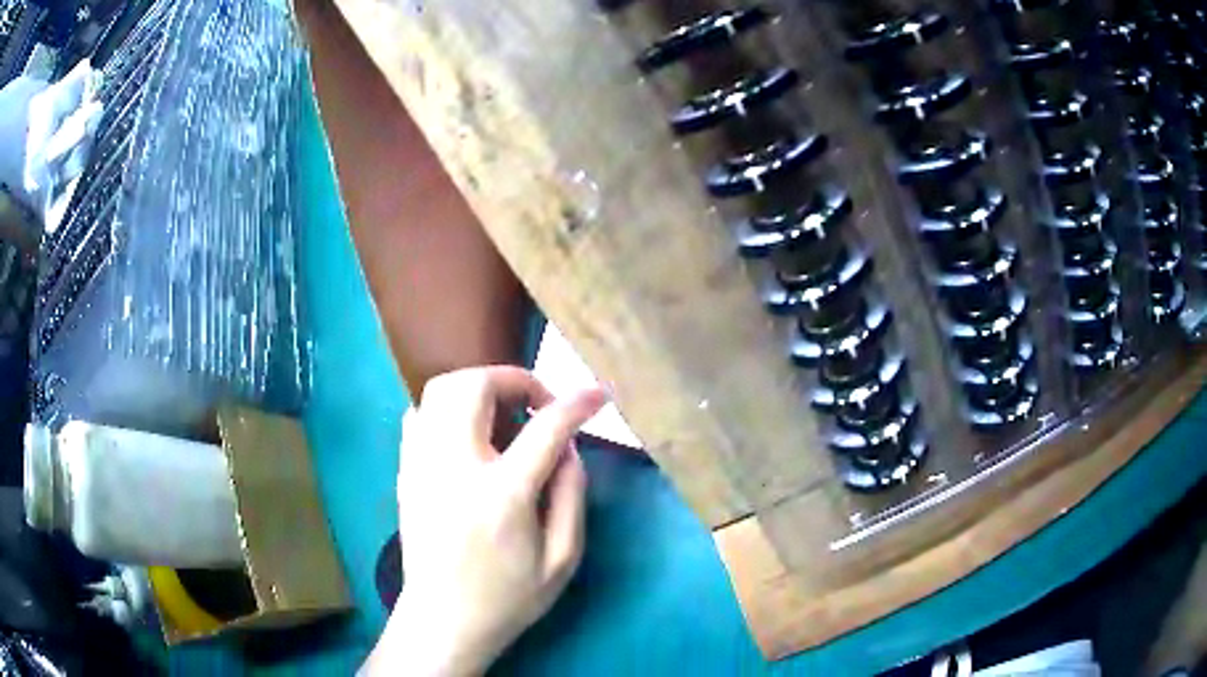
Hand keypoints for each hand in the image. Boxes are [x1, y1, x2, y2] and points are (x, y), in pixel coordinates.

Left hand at [363, 366, 606, 675]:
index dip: (577, 403)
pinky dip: (448, 407)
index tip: (597, 394)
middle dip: (514, 378)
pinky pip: (420, 414)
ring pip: (440, 390)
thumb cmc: (508, 597)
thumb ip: (572, 495)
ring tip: (503, 413)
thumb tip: (568, 447)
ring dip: (479, 387)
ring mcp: (422, 465)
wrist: (443, 620)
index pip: (545, 427)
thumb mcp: (562, 559)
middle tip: (537, 403)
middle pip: (475, 385)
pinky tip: (468, 433)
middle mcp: (455, 467)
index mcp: (502, 495)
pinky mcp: (405, 472)